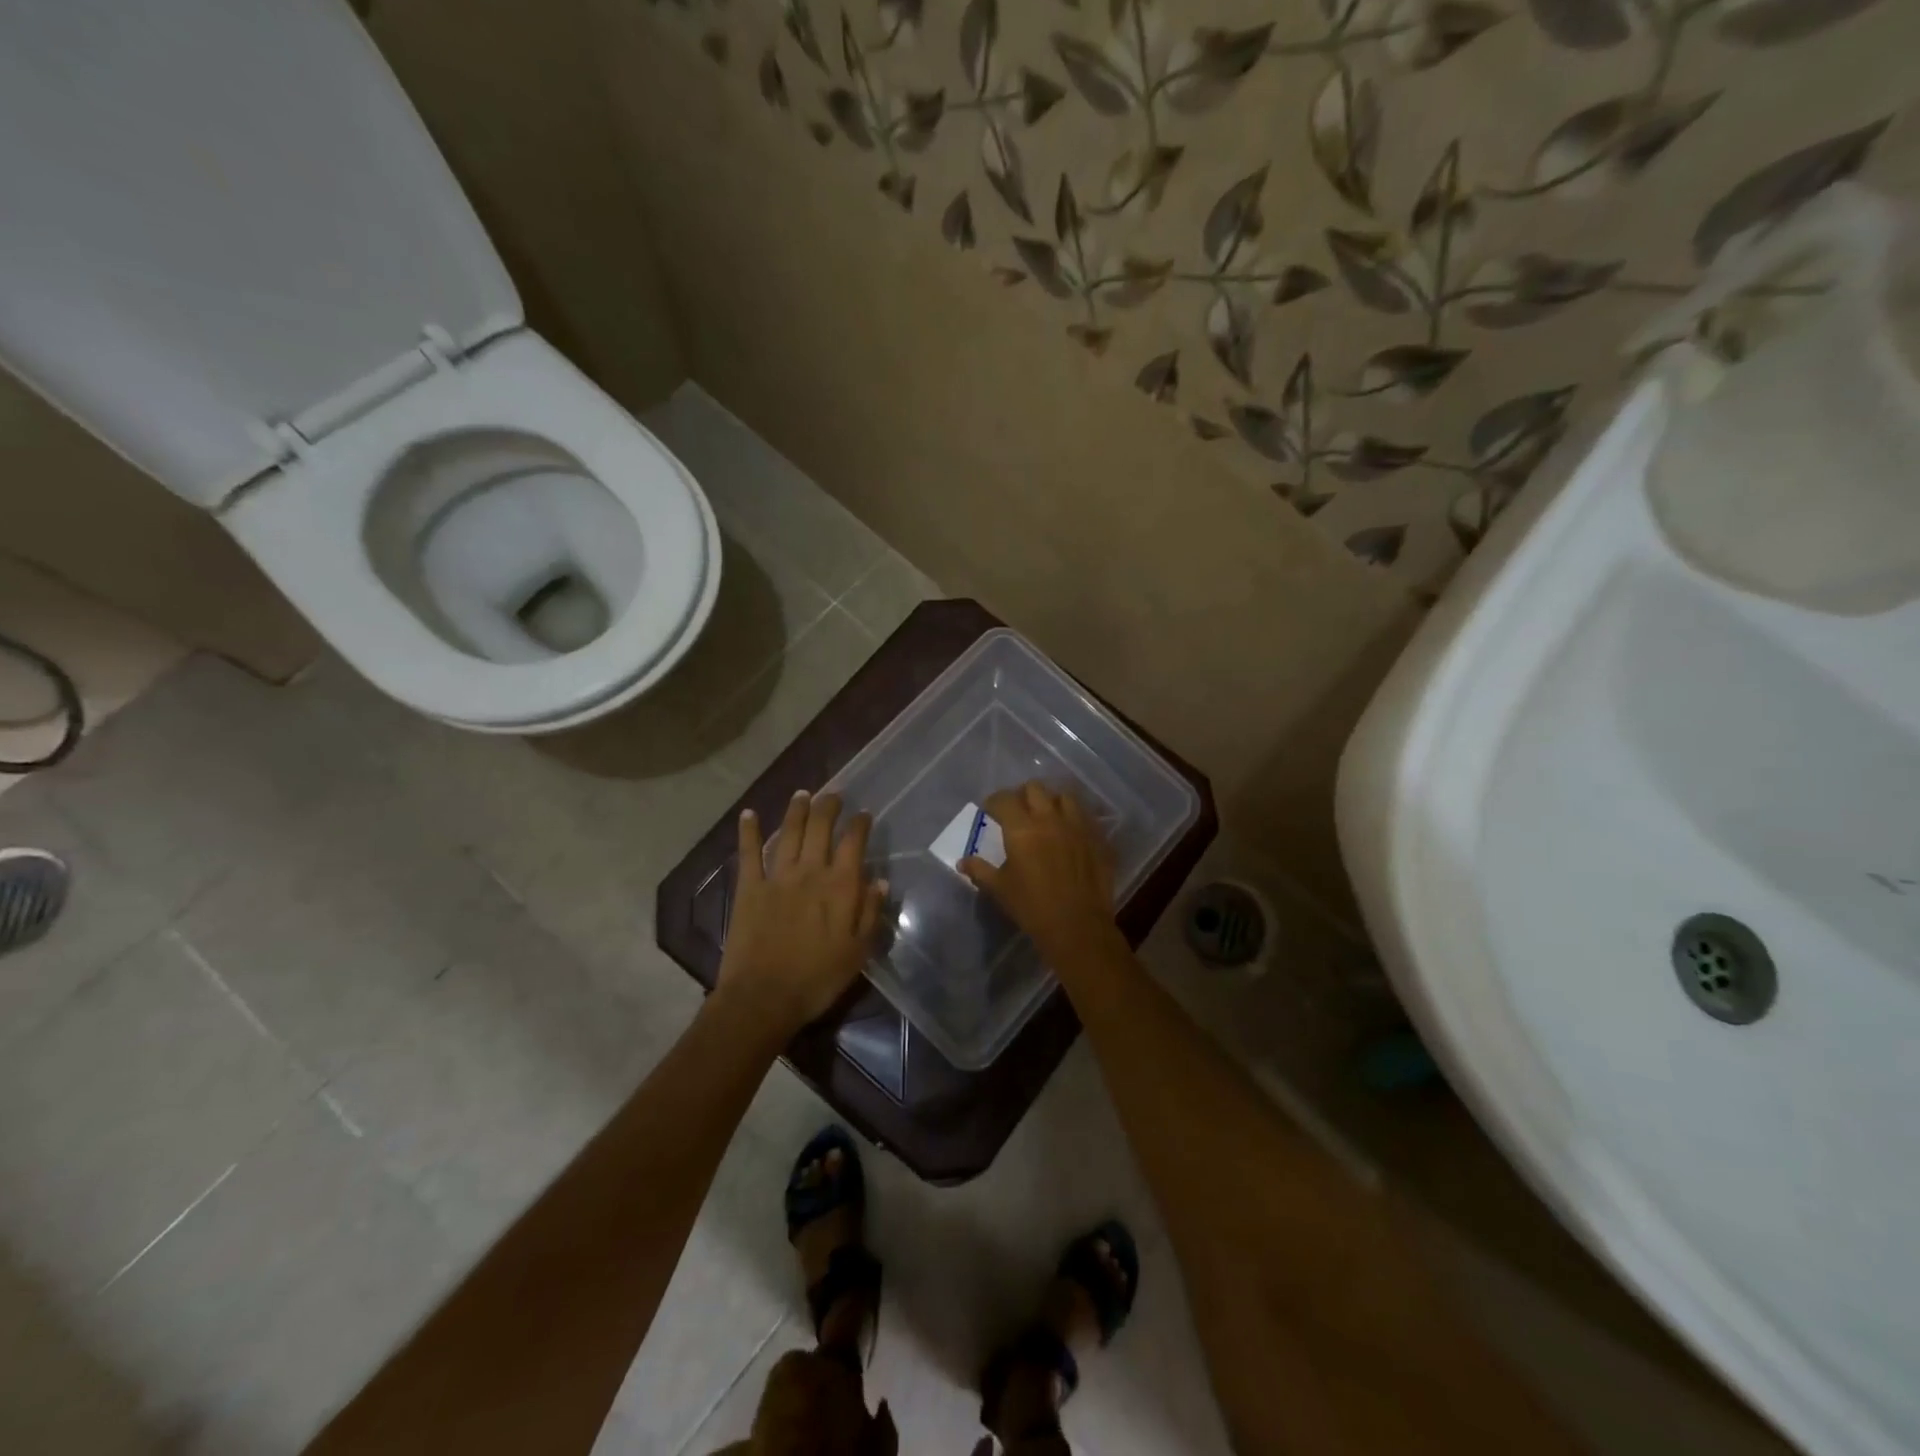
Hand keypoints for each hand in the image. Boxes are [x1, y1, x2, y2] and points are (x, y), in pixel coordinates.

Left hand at [720, 791, 887, 1033]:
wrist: (764, 997)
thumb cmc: (818, 978)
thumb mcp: (858, 951)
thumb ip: (870, 912)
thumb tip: (879, 880)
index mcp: (840, 886)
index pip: (853, 842)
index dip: (859, 824)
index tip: (863, 814)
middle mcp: (810, 871)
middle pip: (820, 827)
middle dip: (828, 806)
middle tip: (832, 794)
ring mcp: (777, 876)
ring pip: (788, 832)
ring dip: (796, 810)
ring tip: (802, 793)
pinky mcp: (749, 887)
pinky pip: (748, 852)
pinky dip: (748, 831)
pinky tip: (748, 813)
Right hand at [961, 782, 1117, 964]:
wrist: (1077, 926)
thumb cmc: (1032, 906)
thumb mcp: (999, 888)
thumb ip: (980, 870)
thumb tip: (963, 861)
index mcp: (1022, 827)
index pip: (1004, 799)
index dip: (994, 801)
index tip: (989, 810)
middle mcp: (1050, 818)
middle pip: (1035, 788)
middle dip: (1023, 795)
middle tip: (1018, 810)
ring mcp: (1078, 826)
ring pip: (1064, 796)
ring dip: (1052, 801)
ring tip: (1047, 815)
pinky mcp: (1098, 838)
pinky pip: (1086, 817)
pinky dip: (1074, 818)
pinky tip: (1070, 832)